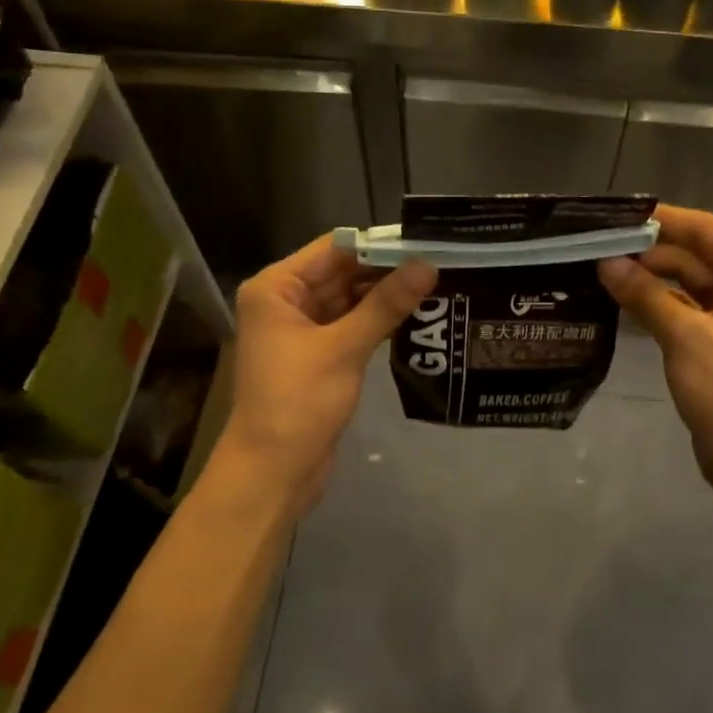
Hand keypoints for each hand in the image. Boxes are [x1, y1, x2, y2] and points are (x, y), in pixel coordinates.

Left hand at [217, 235, 435, 516]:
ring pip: (350, 300)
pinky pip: (351, 326)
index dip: (378, 244)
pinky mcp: (318, 357)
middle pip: (342, 273)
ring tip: (438, 284)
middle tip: (440, 263)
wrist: (273, 472)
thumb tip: (428, 265)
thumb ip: (386, 304)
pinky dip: (378, 321)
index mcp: (277, 288)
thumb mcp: (344, 348)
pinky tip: (416, 316)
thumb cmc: (298, 401)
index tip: (424, 241)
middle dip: (387, 270)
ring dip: (386, 296)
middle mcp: (286, 301)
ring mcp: (302, 330)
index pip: (333, 249)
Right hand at [598, 206, 712, 516]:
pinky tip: (619, 301)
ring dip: (649, 278)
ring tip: (598, 271)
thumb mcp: (686, 337)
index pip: (705, 229)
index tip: (615, 215)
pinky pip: (685, 309)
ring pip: (686, 282)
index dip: (661, 219)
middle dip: (648, 251)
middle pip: (694, 254)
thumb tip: (606, 263)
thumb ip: (645, 294)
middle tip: (595, 248)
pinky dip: (656, 304)